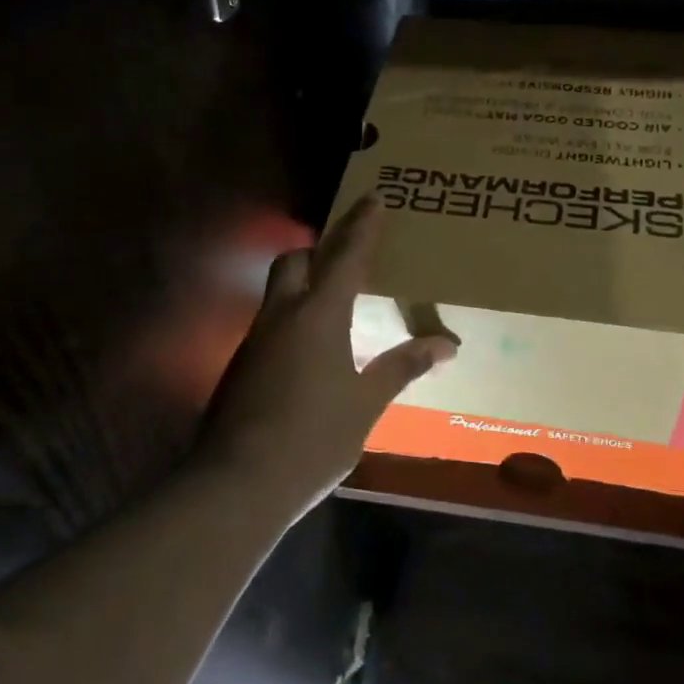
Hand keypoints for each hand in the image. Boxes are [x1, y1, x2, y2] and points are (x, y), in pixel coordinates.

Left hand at [196, 194, 456, 511]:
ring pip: (278, 293)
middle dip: (319, 250)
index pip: (346, 256)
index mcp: (319, 315)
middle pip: (295, 261)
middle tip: (347, 260)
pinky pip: (271, 326)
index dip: (363, 226)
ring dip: (303, 287)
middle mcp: (282, 316)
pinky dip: (292, 323)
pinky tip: (310, 356)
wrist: (236, 485)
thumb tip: (446, 344)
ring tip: (335, 308)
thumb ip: (403, 367)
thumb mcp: (365, 403)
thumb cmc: (313, 437)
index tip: (375, 198)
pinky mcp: (241, 368)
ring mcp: (255, 341)